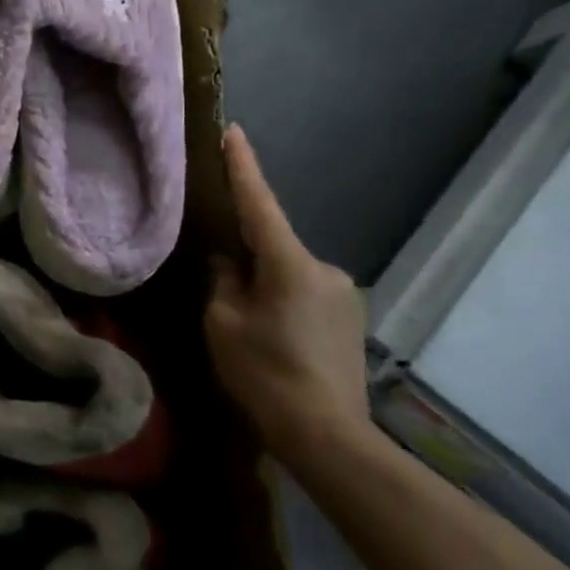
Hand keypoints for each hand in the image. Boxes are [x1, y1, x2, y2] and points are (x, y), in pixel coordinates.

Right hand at [205, 125, 371, 471]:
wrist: (328, 437)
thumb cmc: (265, 373)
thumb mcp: (223, 322)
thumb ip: (222, 280)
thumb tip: (228, 261)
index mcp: (289, 263)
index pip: (259, 204)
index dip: (243, 166)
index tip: (232, 131)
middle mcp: (324, 268)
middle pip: (272, 245)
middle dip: (245, 253)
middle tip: (220, 282)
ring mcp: (343, 294)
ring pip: (287, 271)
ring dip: (264, 281)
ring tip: (245, 319)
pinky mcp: (350, 318)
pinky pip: (303, 291)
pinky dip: (282, 298)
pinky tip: (270, 332)